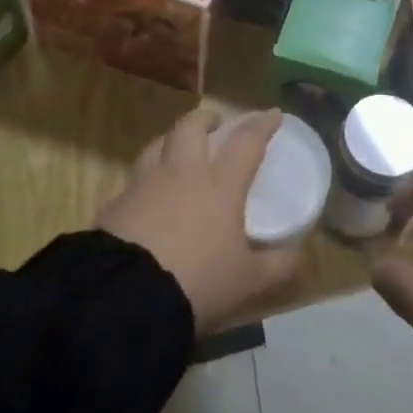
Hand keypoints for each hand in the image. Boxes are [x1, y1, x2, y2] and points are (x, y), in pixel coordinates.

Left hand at [97, 107, 300, 334]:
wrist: (126, 298)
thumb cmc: (197, 283)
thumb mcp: (247, 282)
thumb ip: (276, 266)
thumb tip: (298, 254)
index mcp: (220, 185)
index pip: (246, 142)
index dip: (261, 125)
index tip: (272, 114)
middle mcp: (182, 174)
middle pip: (190, 128)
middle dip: (204, 119)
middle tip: (214, 123)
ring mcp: (143, 186)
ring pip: (155, 146)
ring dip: (169, 141)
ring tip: (175, 150)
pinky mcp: (114, 206)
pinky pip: (131, 183)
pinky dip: (142, 183)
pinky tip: (144, 199)